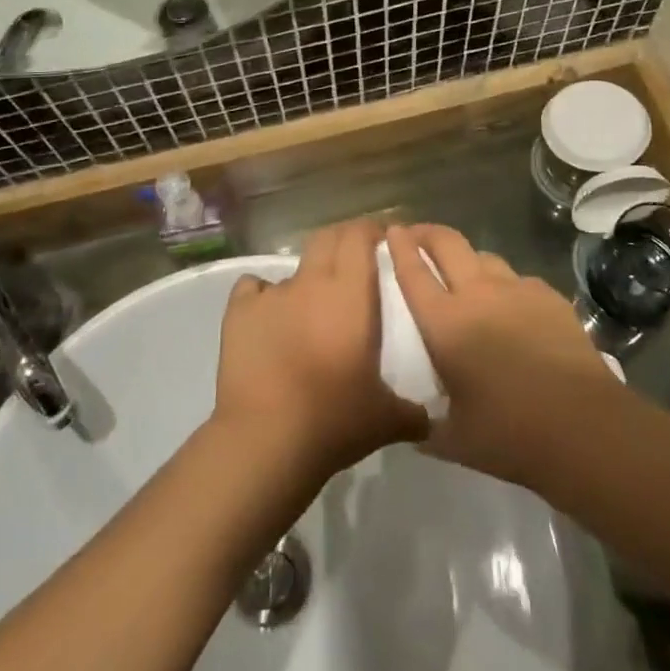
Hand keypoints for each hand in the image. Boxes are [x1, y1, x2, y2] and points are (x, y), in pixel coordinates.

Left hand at [213, 218, 426, 482]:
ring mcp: (272, 294)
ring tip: (311, 306)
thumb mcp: (385, 419)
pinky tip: (268, 316)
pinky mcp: (239, 311)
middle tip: (354, 260)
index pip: (360, 236)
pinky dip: (262, 294)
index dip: (371, 230)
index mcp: (350, 294)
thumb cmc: (333, 420)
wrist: (265, 439)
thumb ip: (412, 413)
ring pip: (293, 268)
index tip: (383, 239)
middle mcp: (311, 282)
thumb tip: (430, 419)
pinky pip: (253, 287)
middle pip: (327, 238)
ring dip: (307, 278)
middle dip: (342, 241)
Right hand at [385, 223, 622, 489]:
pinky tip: (511, 305)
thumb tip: (415, 428)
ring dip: (467, 257)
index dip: (399, 247)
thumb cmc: (510, 434)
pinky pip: (518, 280)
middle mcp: (478, 294)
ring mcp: (517, 290)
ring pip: (484, 256)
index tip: (392, 231)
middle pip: (447, 243)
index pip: (413, 272)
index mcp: (445, 323)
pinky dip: (505, 284)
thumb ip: (428, 427)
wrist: (583, 426)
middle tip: (417, 233)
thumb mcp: (454, 440)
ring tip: (464, 271)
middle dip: (427, 232)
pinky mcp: (549, 297)